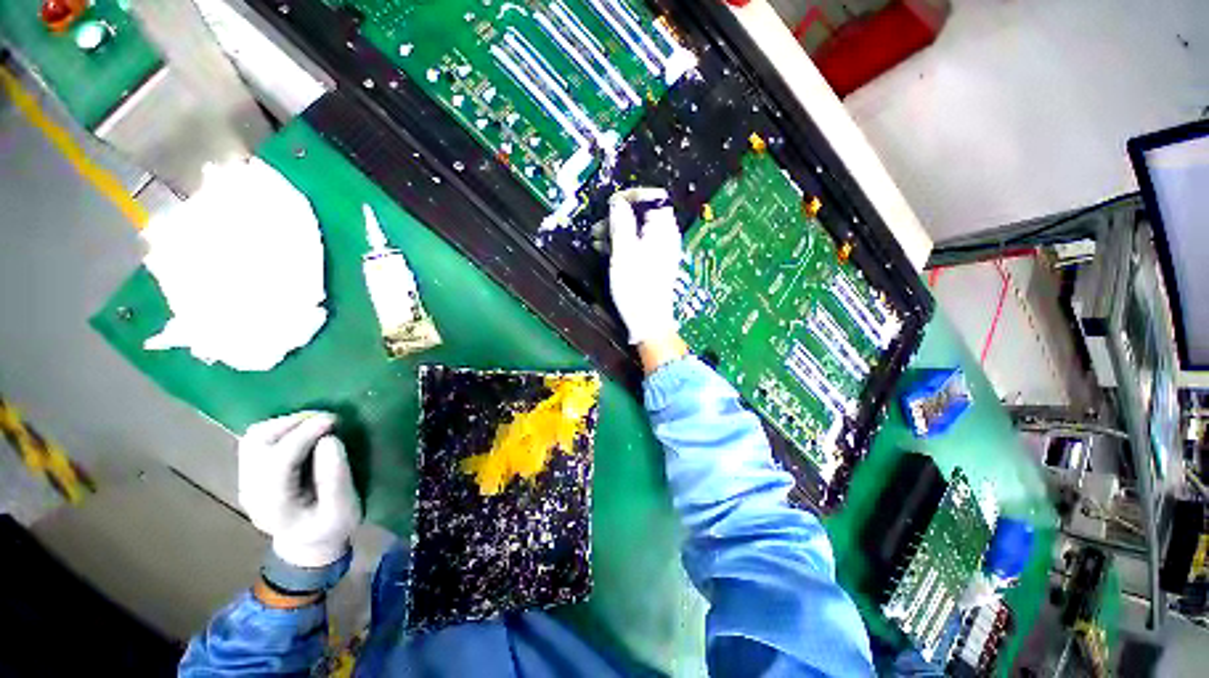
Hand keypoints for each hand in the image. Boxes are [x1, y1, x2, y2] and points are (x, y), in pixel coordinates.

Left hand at [238, 412, 361, 567]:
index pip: (279, 460)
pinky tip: (303, 430)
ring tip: (316, 421)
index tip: (333, 419)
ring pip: (254, 438)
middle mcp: (252, 490)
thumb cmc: (331, 526)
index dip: (304, 435)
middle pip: (258, 444)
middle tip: (327, 418)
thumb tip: (330, 439)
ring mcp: (247, 481)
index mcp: (274, 505)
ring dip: (285, 423)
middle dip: (293, 424)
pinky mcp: (251, 473)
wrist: (309, 543)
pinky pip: (258, 441)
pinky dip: (280, 428)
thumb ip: (336, 477)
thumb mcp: (343, 508)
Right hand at [608, 187, 681, 345]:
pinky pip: (638, 245)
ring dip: (617, 231)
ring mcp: (660, 251)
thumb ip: (621, 222)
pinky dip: (623, 244)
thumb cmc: (636, 286)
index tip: (611, 204)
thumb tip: (617, 201)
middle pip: (643, 213)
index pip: (654, 196)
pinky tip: (606, 251)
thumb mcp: (623, 251)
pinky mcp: (654, 264)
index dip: (632, 196)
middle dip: (619, 216)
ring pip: (638, 230)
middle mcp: (666, 237)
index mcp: (663, 229)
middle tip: (598, 228)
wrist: (648, 321)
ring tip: (597, 241)